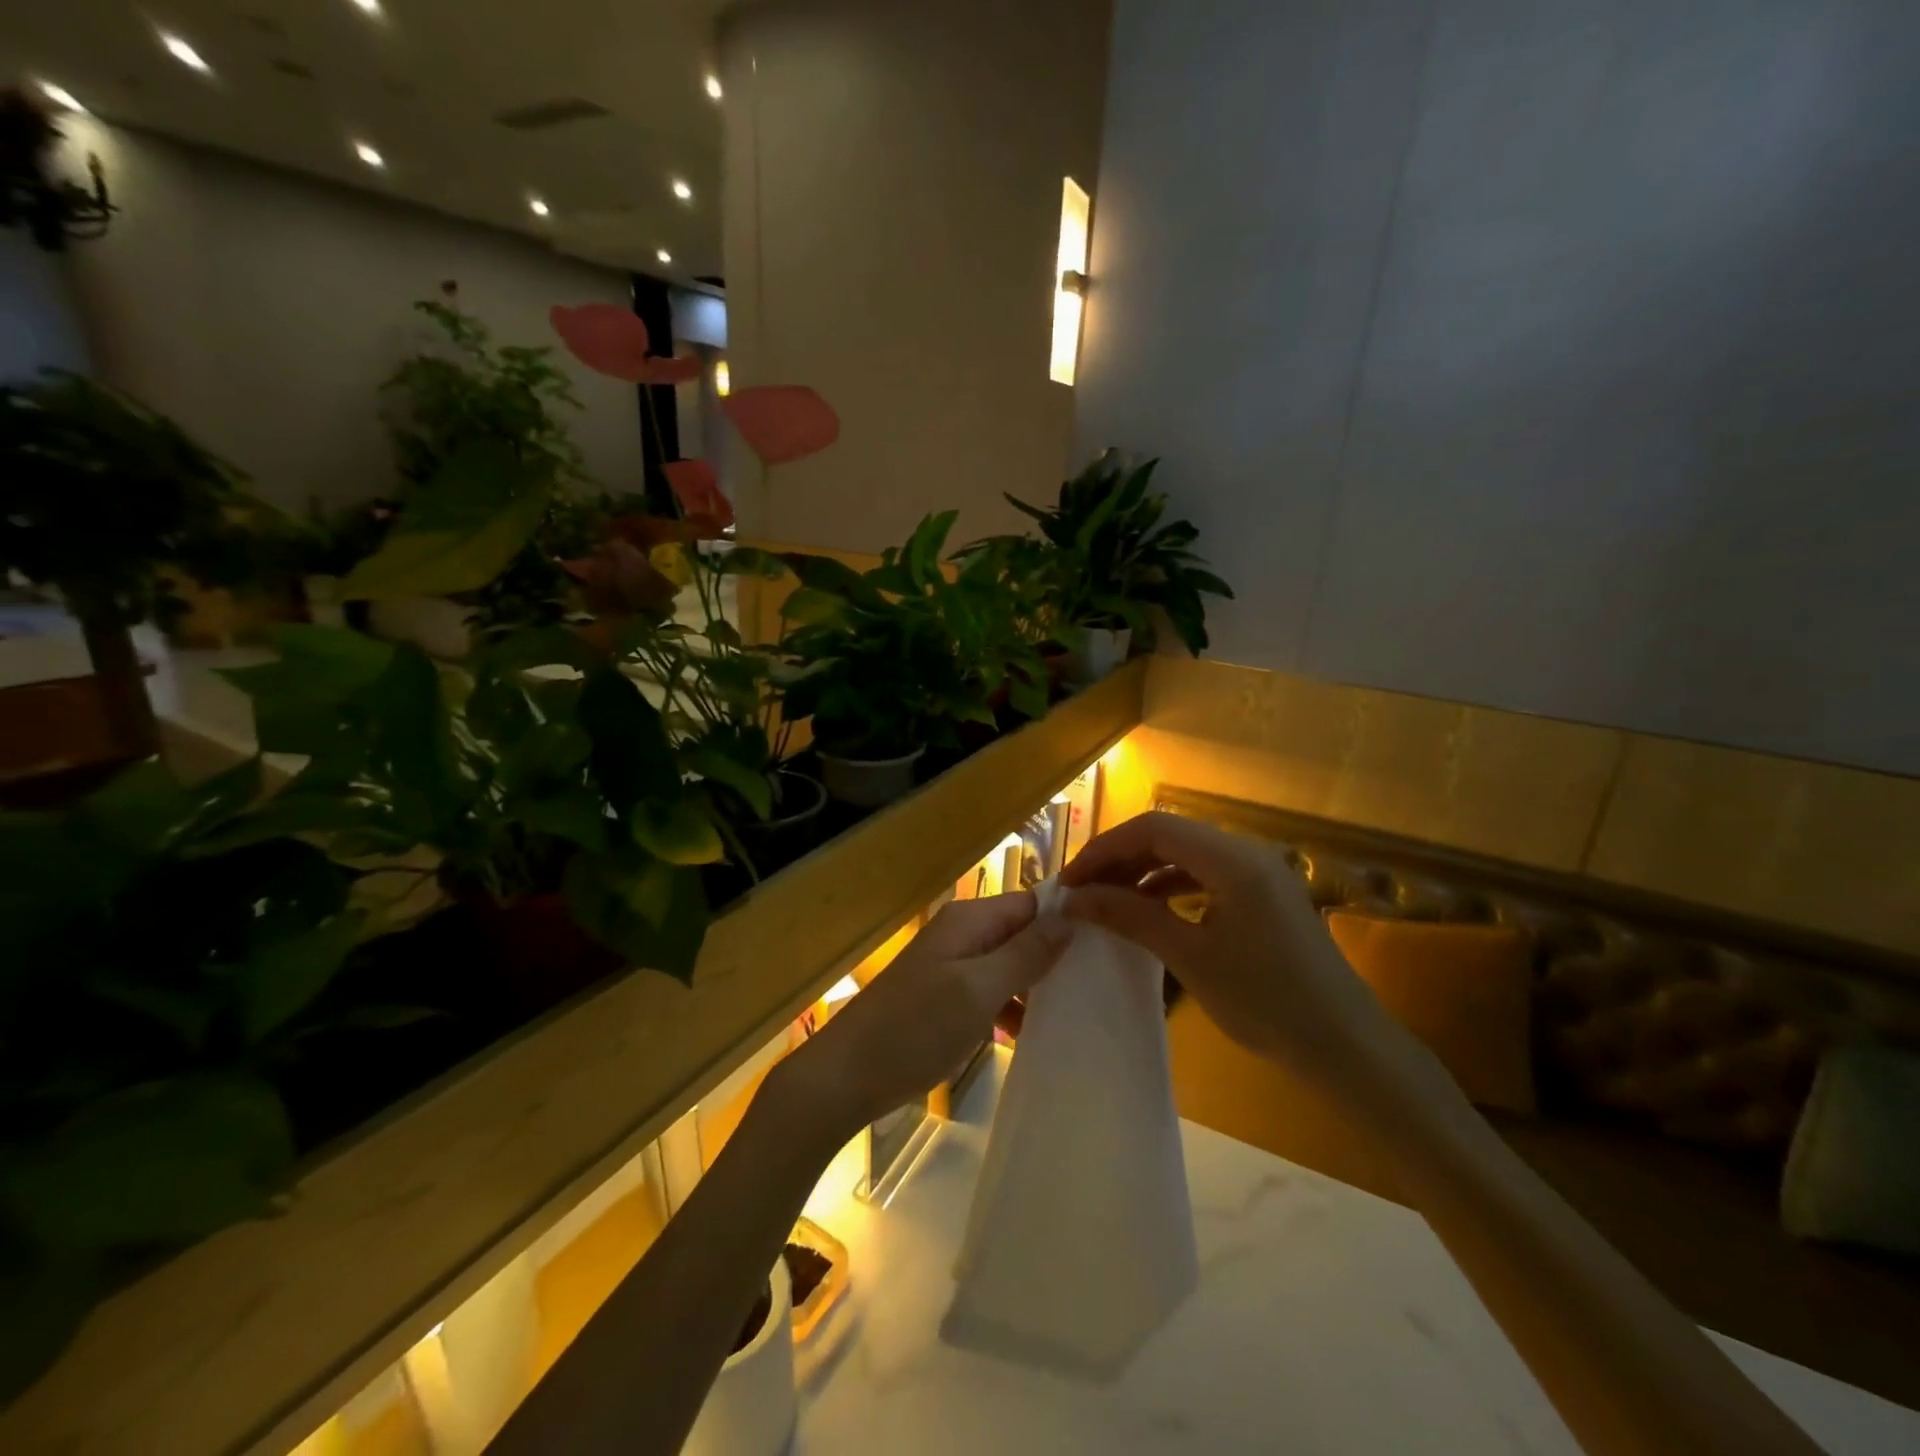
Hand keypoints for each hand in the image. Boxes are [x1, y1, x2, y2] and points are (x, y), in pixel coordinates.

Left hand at [768, 892, 1070, 1146]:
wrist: (847, 1076)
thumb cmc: (915, 1028)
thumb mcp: (978, 990)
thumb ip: (1025, 953)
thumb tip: (1070, 917)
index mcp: (969, 920)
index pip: (1031, 903)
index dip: (1066, 920)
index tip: (1108, 946)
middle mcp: (962, 934)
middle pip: (1021, 933)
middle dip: (1054, 956)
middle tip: (1099, 986)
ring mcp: (953, 967)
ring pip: (1009, 965)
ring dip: (1035, 987)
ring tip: (1076, 1014)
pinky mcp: (946, 998)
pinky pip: (991, 991)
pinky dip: (1011, 1008)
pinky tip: (1031, 1036)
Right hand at [1061, 812, 1428, 1113]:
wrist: (1346, 1048)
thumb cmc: (1267, 1002)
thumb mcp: (1190, 957)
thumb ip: (1131, 916)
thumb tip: (1076, 897)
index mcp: (1233, 859)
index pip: (1153, 828)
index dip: (1105, 848)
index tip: (1070, 881)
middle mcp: (1247, 852)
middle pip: (1168, 835)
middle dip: (1120, 858)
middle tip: (1081, 891)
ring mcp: (1258, 873)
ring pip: (1185, 854)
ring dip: (1142, 871)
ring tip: (1105, 899)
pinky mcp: (1263, 896)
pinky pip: (1205, 875)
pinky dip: (1170, 886)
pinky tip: (1148, 908)